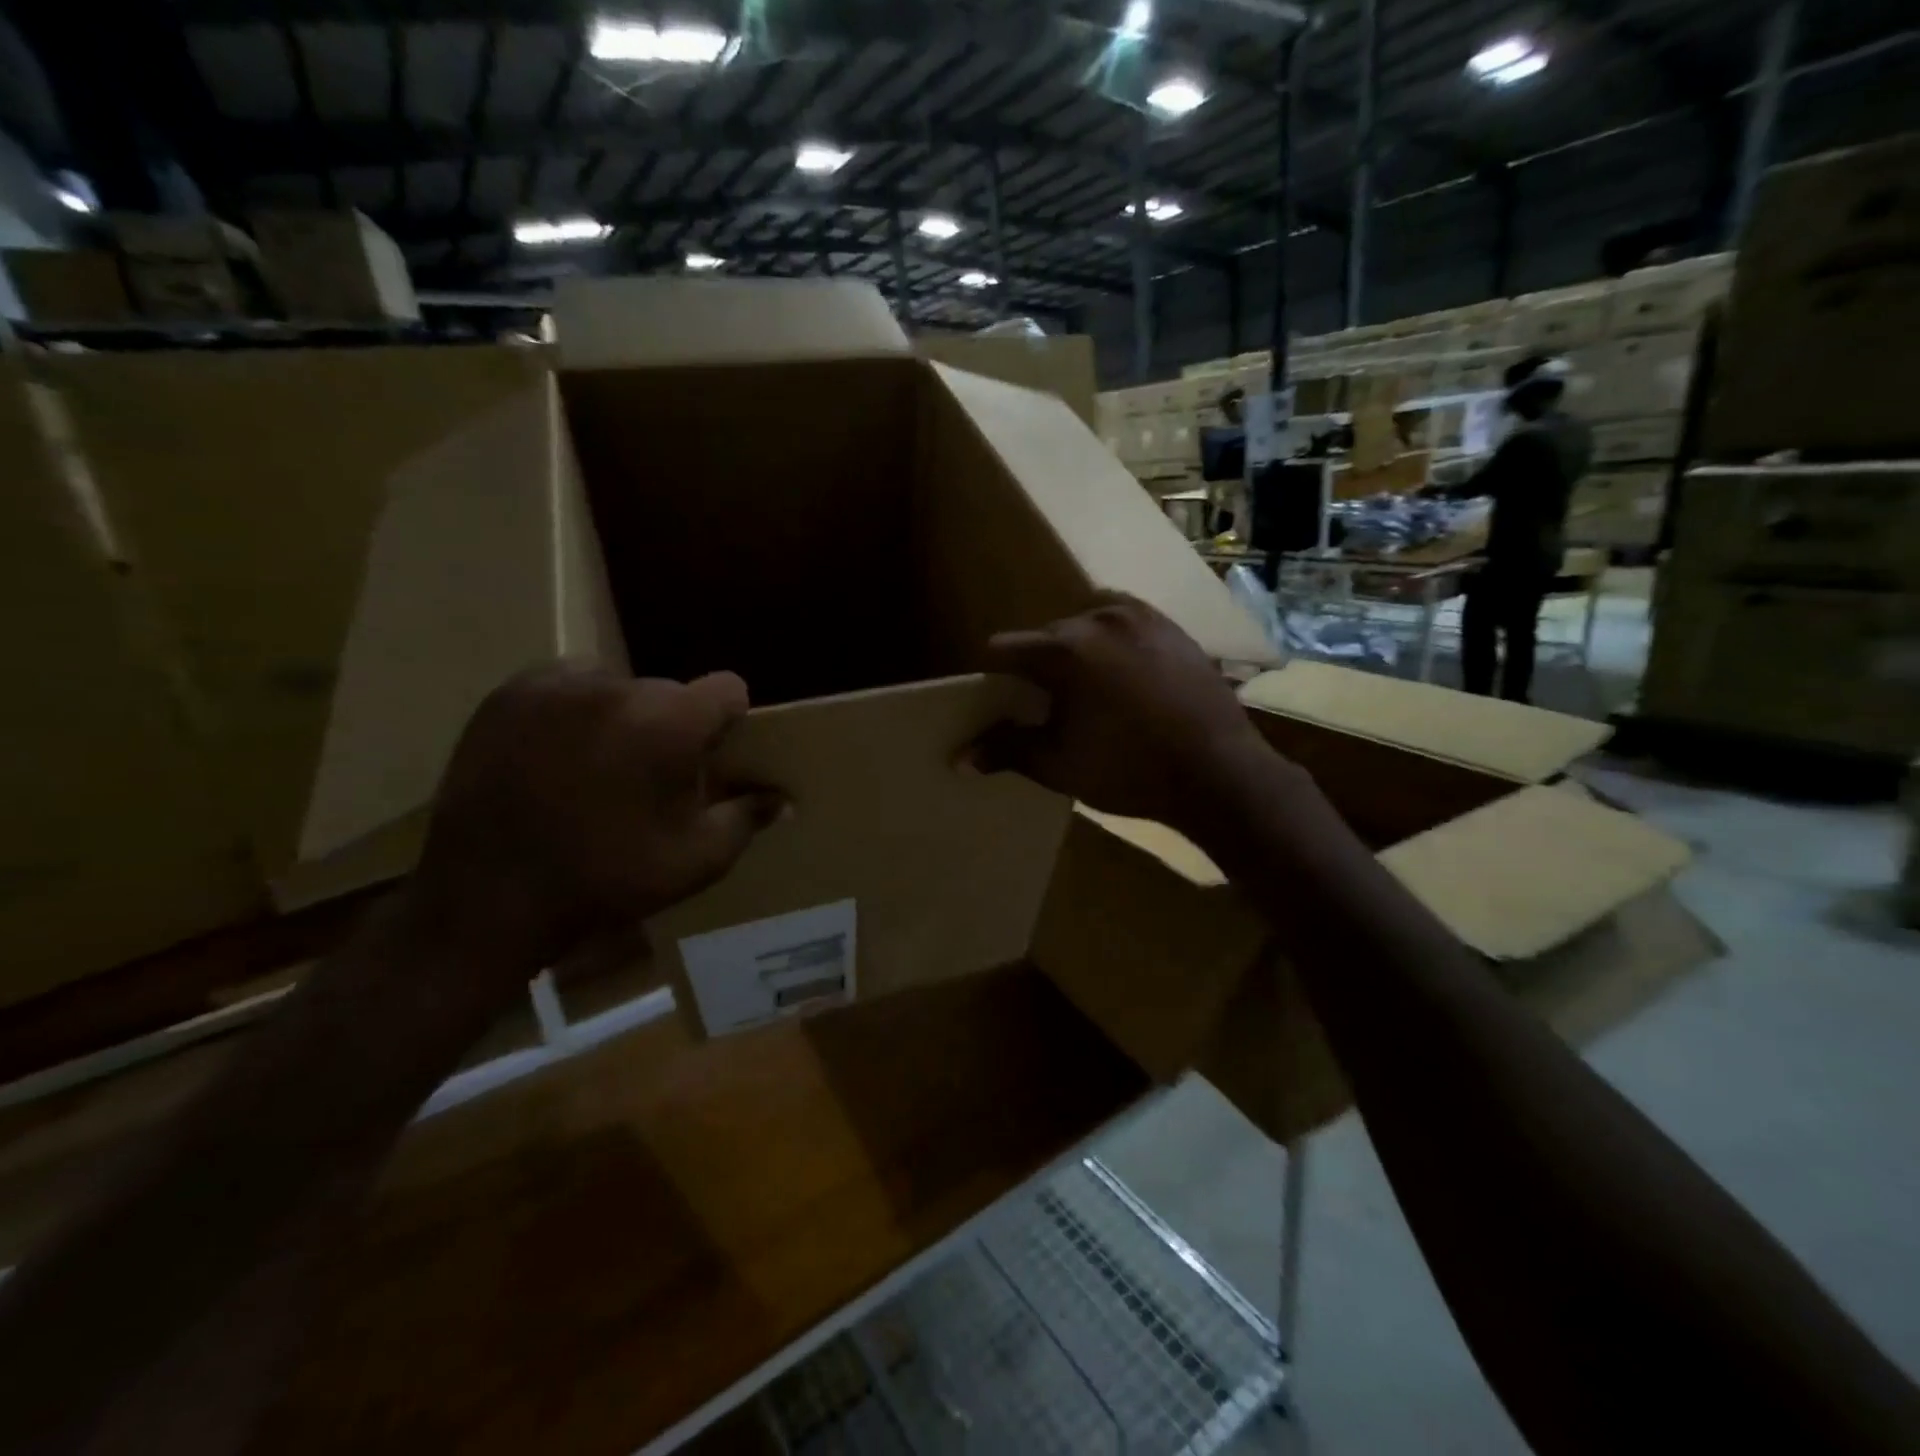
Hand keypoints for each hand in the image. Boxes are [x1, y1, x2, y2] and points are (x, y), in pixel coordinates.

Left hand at [405, 665, 779, 1000]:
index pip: (728, 688)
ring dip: (624, 717)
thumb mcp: (696, 861)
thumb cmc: (606, 880)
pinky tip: (556, 759)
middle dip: (672, 726)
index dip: (728, 722)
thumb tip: (783, 799)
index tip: (710, 758)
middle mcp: (617, 686)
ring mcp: (556, 684)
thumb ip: (747, 818)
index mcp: (670, 722)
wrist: (485, 898)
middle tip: (649, 778)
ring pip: (618, 687)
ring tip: (598, 769)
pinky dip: (574, 714)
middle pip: (670, 691)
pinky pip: (566, 688)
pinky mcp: (509, 694)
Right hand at [977, 593, 1289, 843]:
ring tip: (1095, 695)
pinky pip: (1126, 628)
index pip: (1005, 648)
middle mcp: (1100, 617)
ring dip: (1080, 654)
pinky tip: (1131, 683)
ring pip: (1088, 628)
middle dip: (1042, 667)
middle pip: (1048, 636)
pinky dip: (1116, 648)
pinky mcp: (1173, 627)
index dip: (996, 676)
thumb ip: (1007, 750)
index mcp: (1065, 649)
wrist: (1219, 773)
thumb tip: (959, 758)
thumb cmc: (1129, 770)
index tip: (1006, 702)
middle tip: (1054, 708)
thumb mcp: (1059, 765)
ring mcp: (1142, 617)